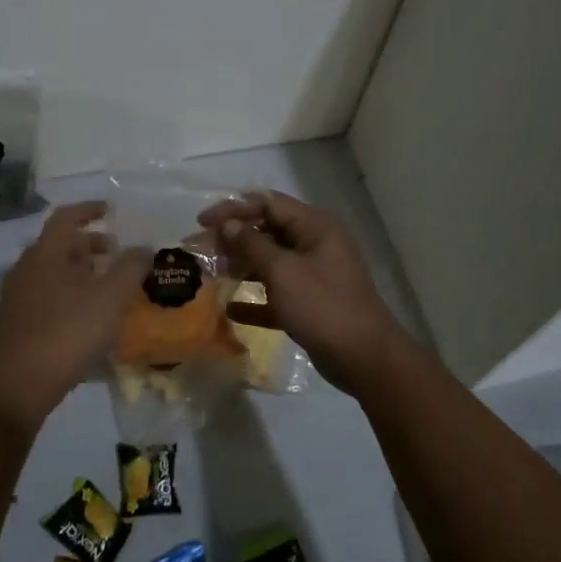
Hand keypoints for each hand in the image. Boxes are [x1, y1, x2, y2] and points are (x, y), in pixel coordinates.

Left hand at [0, 202, 148, 429]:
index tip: (110, 211)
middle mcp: (25, 269)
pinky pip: (45, 295)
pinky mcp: (14, 323)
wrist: (15, 388)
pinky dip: (68, 293)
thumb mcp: (109, 299)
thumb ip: (131, 268)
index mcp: (45, 254)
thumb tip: (143, 247)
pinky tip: (86, 316)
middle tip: (116, 253)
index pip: (66, 217)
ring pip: (51, 272)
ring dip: (79, 271)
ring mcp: (16, 297)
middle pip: (58, 245)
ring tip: (106, 286)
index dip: (89, 210)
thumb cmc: (65, 334)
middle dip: (89, 244)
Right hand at [199, 190, 409, 392]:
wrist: (364, 357)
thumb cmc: (322, 306)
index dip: (232, 209)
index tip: (202, 224)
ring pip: (270, 261)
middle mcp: (315, 244)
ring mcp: (314, 274)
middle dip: (231, 239)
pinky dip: (255, 297)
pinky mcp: (311, 303)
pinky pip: (277, 293)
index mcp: (314, 226)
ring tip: (208, 275)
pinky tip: (230, 308)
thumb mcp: (283, 271)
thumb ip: (251, 244)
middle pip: (266, 231)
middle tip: (196, 250)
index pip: (267, 203)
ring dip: (240, 266)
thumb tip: (227, 224)